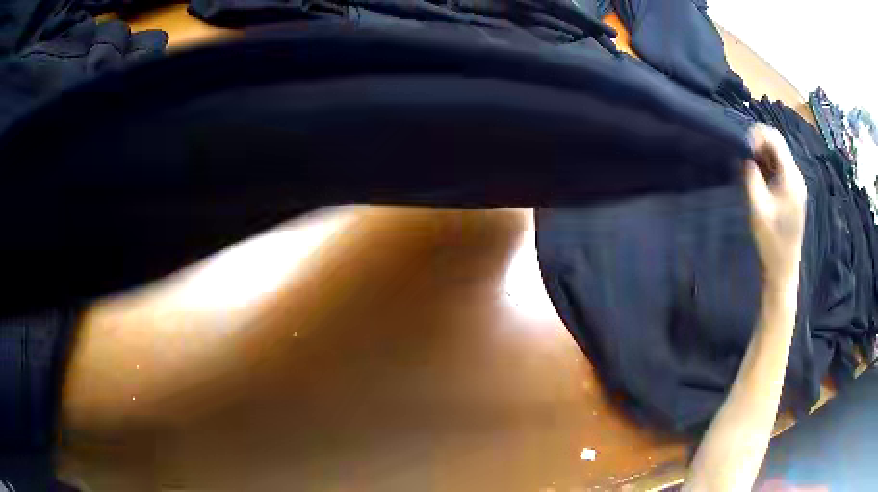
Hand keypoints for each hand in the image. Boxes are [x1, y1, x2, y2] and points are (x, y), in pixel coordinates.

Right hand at [744, 124, 806, 285]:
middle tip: (741, 155)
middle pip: (777, 145)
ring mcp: (795, 185)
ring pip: (778, 156)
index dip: (757, 134)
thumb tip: (745, 156)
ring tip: (746, 165)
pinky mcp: (792, 193)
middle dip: (758, 143)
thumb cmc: (771, 242)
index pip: (775, 139)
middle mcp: (796, 176)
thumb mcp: (758, 209)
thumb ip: (752, 178)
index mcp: (791, 178)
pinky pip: (779, 168)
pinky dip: (767, 166)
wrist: (783, 269)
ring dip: (762, 155)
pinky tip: (756, 176)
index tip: (741, 144)